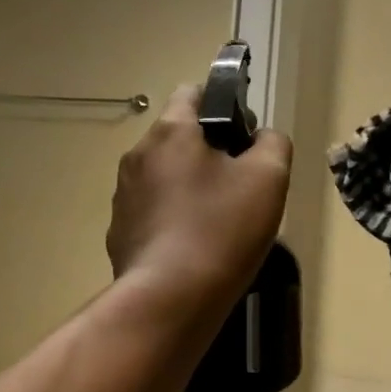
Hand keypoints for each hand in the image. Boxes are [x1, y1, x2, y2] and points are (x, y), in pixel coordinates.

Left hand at [107, 83, 292, 311]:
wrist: (169, 299)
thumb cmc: (222, 229)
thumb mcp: (269, 178)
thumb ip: (272, 144)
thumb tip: (262, 139)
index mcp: (171, 132)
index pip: (192, 92)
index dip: (221, 105)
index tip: (242, 136)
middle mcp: (137, 155)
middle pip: (177, 138)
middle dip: (208, 152)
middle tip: (240, 185)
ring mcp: (123, 196)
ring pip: (163, 176)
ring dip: (188, 187)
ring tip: (218, 221)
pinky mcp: (119, 232)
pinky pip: (151, 212)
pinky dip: (171, 219)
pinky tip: (193, 247)